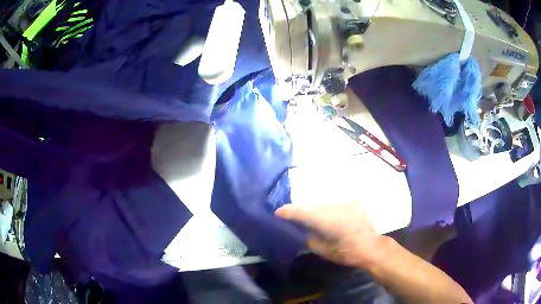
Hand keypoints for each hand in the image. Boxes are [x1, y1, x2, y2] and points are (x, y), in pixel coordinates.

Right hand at [275, 202, 384, 268]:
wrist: (372, 247)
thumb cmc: (349, 253)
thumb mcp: (325, 251)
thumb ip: (309, 239)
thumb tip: (297, 230)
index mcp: (331, 221)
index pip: (305, 212)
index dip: (290, 211)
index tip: (277, 213)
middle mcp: (338, 208)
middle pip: (311, 205)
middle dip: (297, 209)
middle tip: (286, 213)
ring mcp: (346, 204)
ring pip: (320, 202)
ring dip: (309, 207)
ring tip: (299, 213)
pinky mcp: (351, 203)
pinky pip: (330, 202)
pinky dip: (320, 207)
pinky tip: (317, 212)